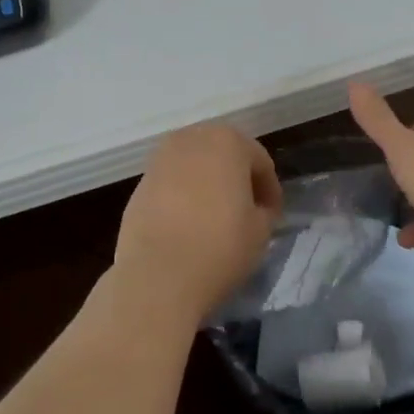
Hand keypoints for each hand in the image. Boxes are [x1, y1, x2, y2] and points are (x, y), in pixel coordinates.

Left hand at [109, 125, 281, 329]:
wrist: (157, 274)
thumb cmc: (219, 246)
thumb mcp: (260, 231)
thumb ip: (263, 210)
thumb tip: (255, 208)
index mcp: (227, 141)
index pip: (259, 161)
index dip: (270, 189)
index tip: (273, 215)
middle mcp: (191, 139)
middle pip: (223, 154)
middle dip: (237, 178)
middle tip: (247, 211)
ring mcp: (160, 159)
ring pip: (194, 166)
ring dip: (208, 184)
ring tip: (216, 217)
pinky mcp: (140, 182)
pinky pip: (172, 183)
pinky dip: (183, 195)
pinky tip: (188, 224)